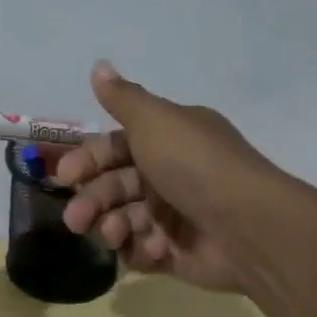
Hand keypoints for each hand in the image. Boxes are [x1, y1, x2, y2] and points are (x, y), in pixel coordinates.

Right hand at [58, 61, 285, 293]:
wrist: (251, 227)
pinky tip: (153, 249)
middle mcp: (170, 173)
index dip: (88, 159)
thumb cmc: (196, 166)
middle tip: (76, 219)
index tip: (65, 175)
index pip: (115, 146)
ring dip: (111, 226)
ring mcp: (175, 215)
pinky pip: (142, 250)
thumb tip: (98, 64)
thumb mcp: (155, 121)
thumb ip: (122, 98)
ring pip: (123, 219)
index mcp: (168, 139)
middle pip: (114, 185)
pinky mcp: (178, 252)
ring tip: (114, 235)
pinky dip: (140, 249)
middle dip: (92, 200)